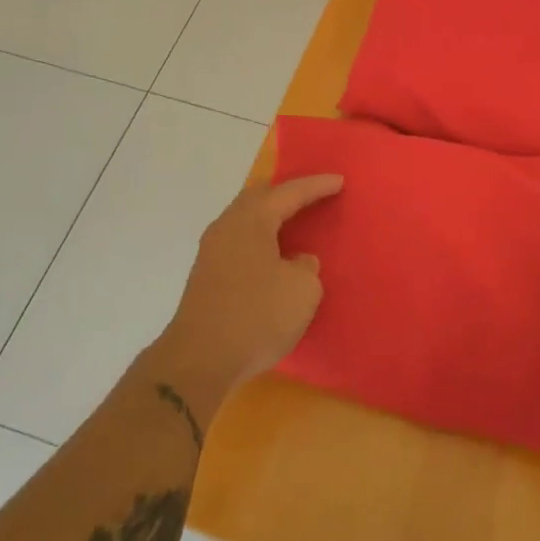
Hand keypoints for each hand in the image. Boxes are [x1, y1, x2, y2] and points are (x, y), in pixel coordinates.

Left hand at [151, 175, 343, 412]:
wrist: (200, 359)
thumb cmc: (256, 316)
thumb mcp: (302, 290)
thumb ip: (306, 267)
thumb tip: (295, 262)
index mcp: (251, 220)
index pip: (289, 192)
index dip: (316, 186)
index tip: (339, 181)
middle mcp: (227, 226)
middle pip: (258, 197)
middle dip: (286, 193)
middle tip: (311, 194)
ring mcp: (211, 250)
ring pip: (245, 219)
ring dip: (269, 217)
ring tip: (293, 222)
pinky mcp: (206, 275)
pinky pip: (238, 241)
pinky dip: (259, 238)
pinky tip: (272, 254)